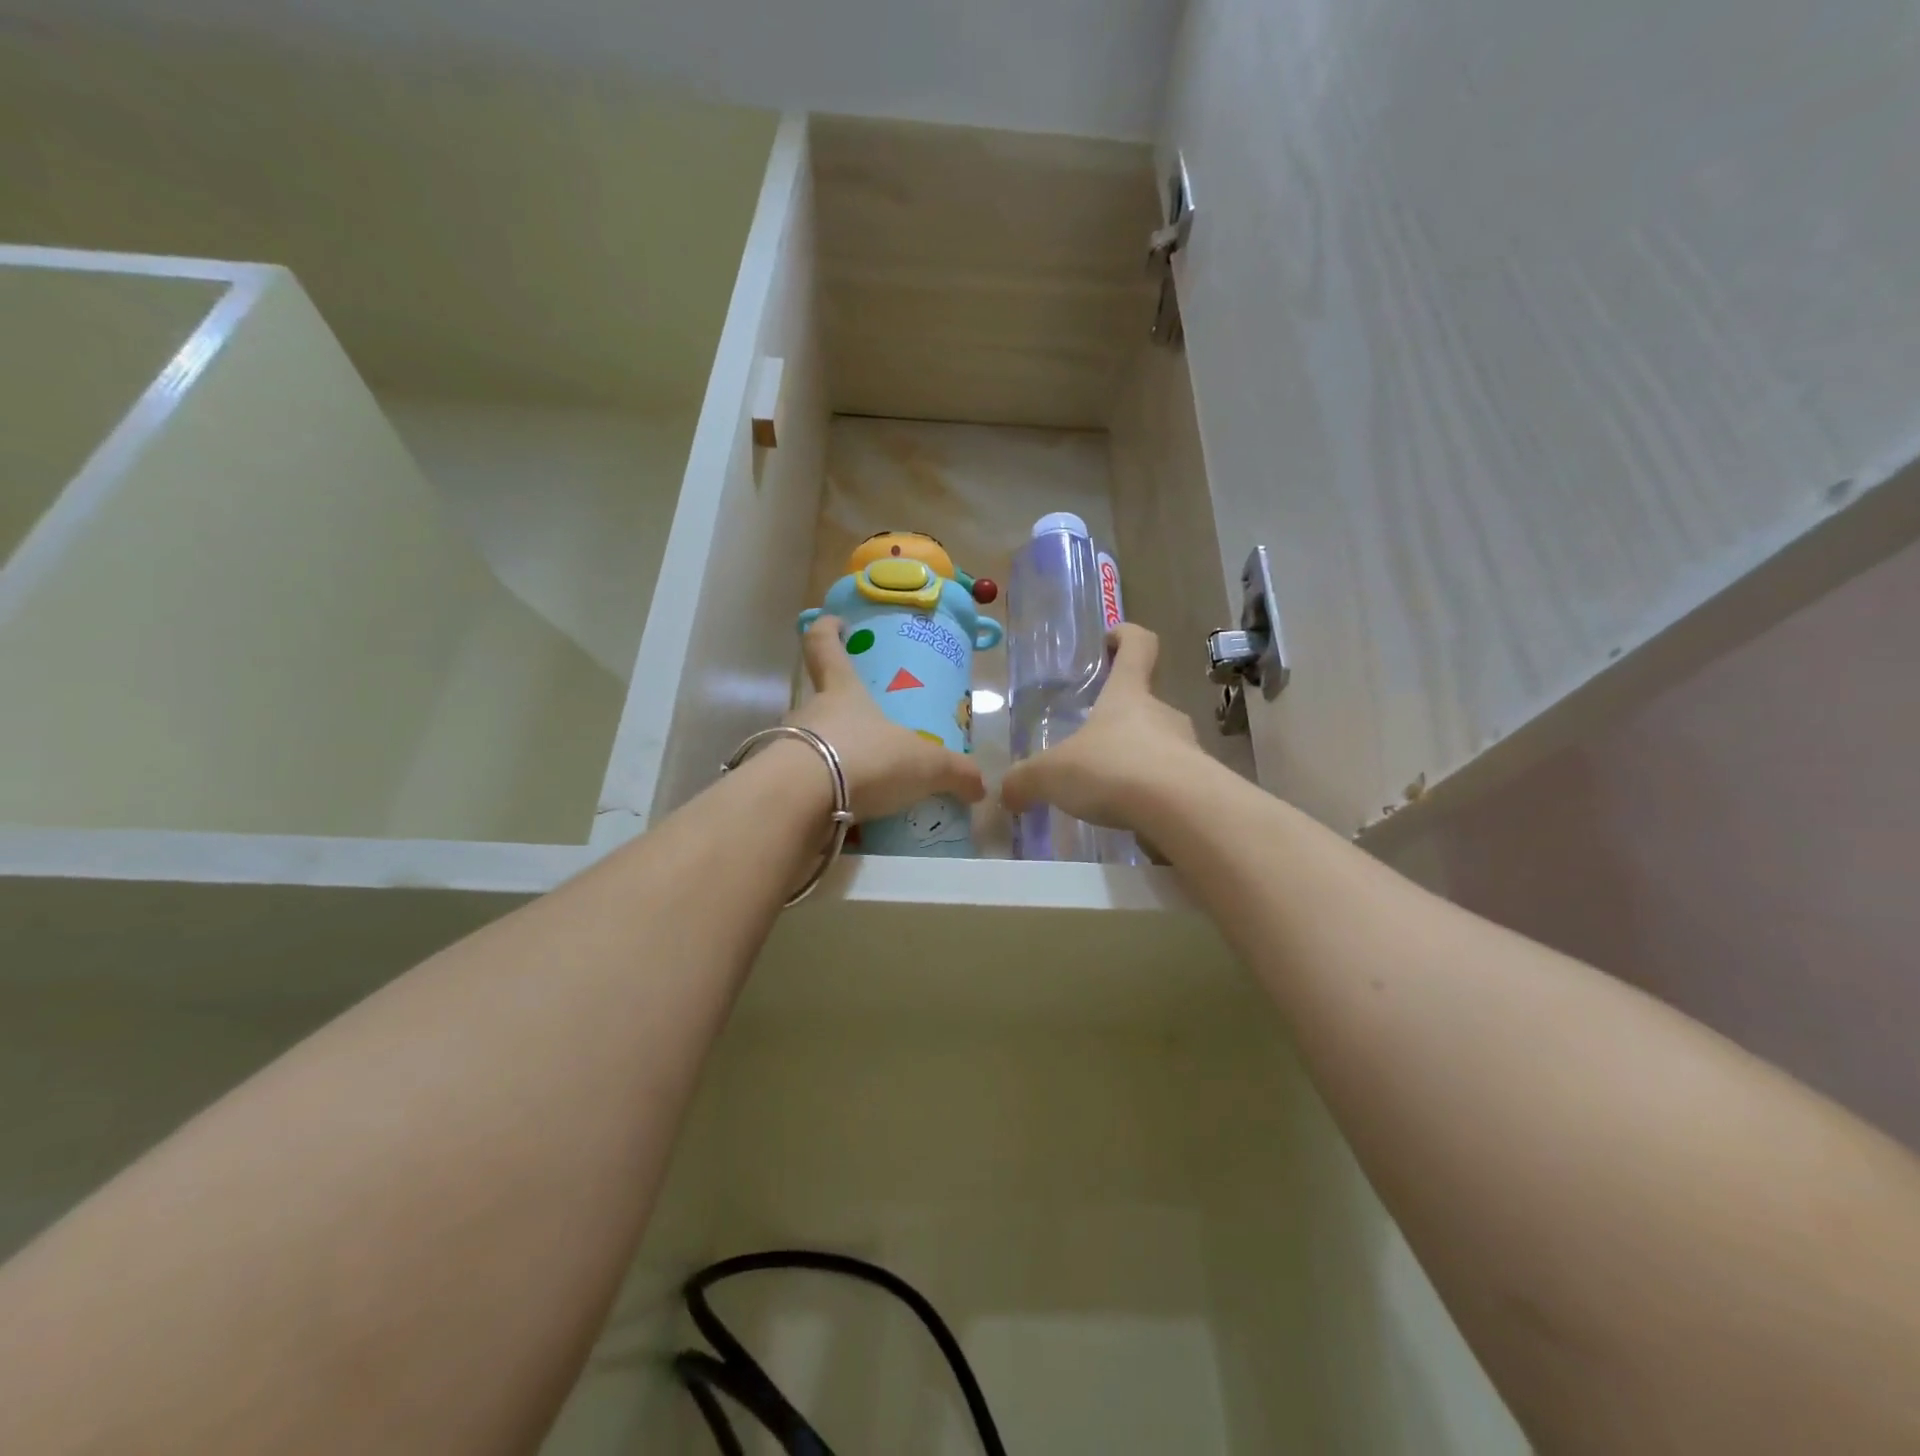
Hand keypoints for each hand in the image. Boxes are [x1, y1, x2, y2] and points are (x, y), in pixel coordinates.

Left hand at [785, 615, 986, 820]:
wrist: (803, 801)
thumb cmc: (867, 758)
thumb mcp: (925, 765)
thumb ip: (955, 773)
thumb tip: (980, 786)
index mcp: (842, 692)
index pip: (824, 646)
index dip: (828, 630)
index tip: (836, 624)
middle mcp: (809, 713)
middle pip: (819, 702)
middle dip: (841, 714)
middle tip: (869, 731)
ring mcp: (788, 748)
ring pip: (811, 747)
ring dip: (832, 760)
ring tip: (863, 785)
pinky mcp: (779, 786)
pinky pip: (805, 788)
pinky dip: (823, 798)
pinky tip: (846, 817)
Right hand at [1001, 623, 1208, 830]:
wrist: (1182, 812)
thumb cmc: (1113, 769)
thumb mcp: (1052, 774)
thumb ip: (1026, 781)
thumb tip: (1009, 793)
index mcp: (1127, 694)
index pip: (1137, 646)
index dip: (1126, 636)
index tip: (1113, 637)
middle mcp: (1162, 714)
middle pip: (1144, 703)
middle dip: (1121, 719)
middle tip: (1092, 745)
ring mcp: (1188, 749)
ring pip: (1160, 746)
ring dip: (1137, 761)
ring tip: (1109, 793)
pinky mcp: (1201, 786)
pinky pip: (1171, 785)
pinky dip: (1152, 797)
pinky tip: (1132, 820)